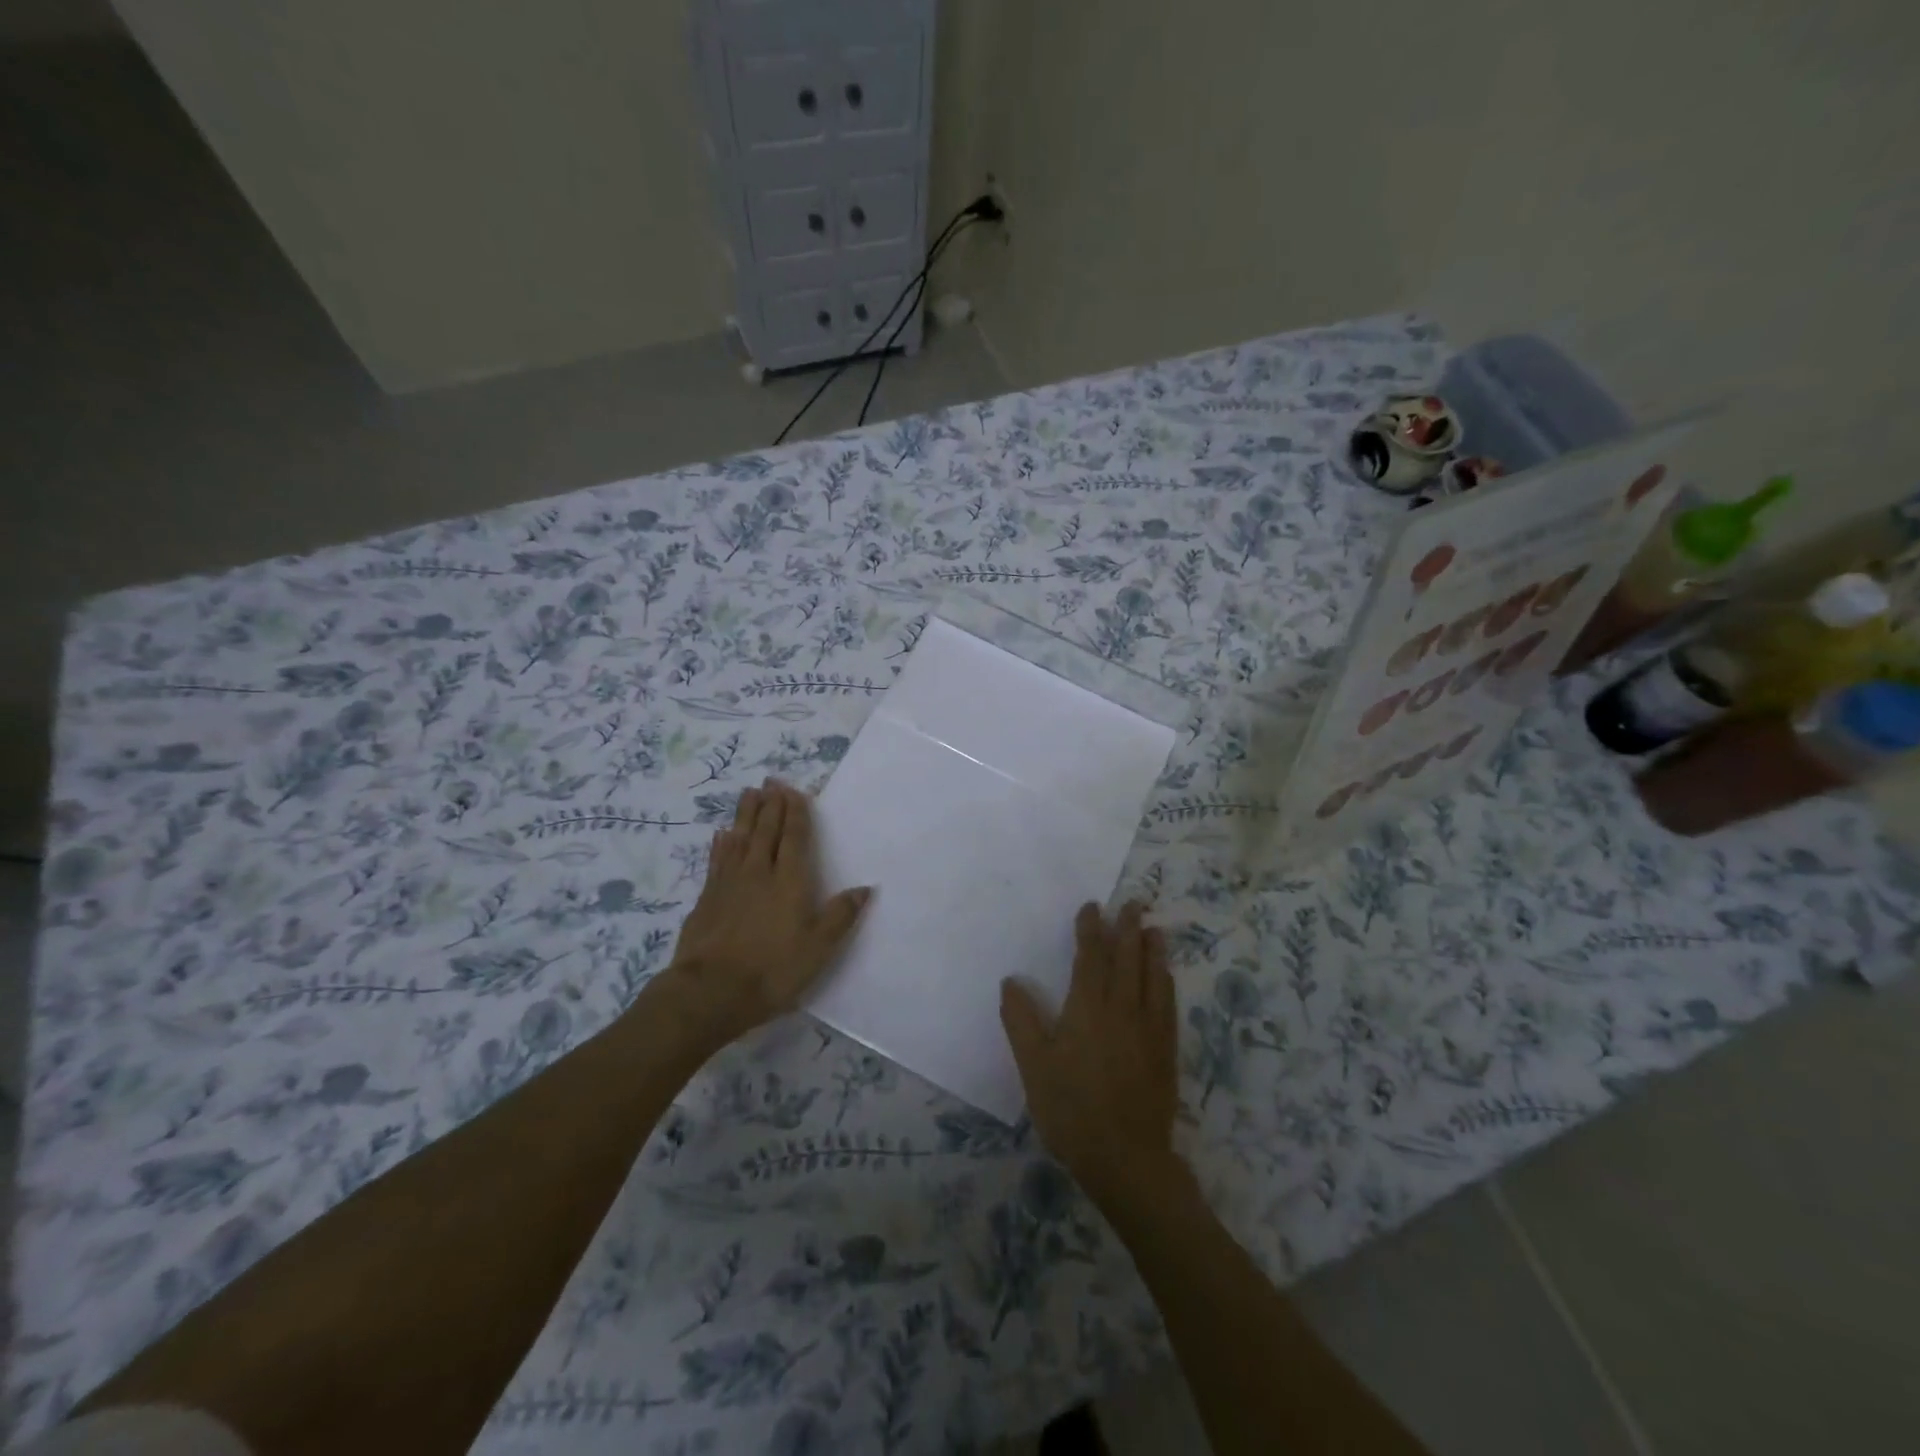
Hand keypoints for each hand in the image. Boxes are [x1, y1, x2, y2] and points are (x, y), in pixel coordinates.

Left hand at [656, 778, 871, 1047]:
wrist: (710, 992)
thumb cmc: (773, 970)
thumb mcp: (818, 949)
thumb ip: (840, 916)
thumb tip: (865, 888)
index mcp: (789, 881)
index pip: (794, 838)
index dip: (795, 813)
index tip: (794, 791)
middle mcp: (758, 873)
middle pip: (765, 830)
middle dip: (771, 805)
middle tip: (771, 781)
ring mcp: (729, 883)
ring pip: (739, 838)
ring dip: (746, 814)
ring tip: (749, 793)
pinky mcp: (707, 898)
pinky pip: (717, 860)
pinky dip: (720, 844)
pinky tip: (721, 834)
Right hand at [1000, 901, 1179, 1202]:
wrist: (1126, 1157)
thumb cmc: (1071, 1110)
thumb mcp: (1034, 1066)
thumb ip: (1021, 1021)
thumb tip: (1010, 981)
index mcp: (1087, 1008)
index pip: (1090, 958)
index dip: (1091, 930)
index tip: (1092, 907)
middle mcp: (1121, 1009)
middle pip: (1126, 960)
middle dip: (1128, 929)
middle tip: (1134, 903)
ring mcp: (1148, 1029)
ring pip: (1152, 977)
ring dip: (1152, 950)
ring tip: (1154, 929)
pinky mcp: (1166, 1050)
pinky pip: (1168, 1004)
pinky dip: (1166, 981)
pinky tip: (1166, 977)